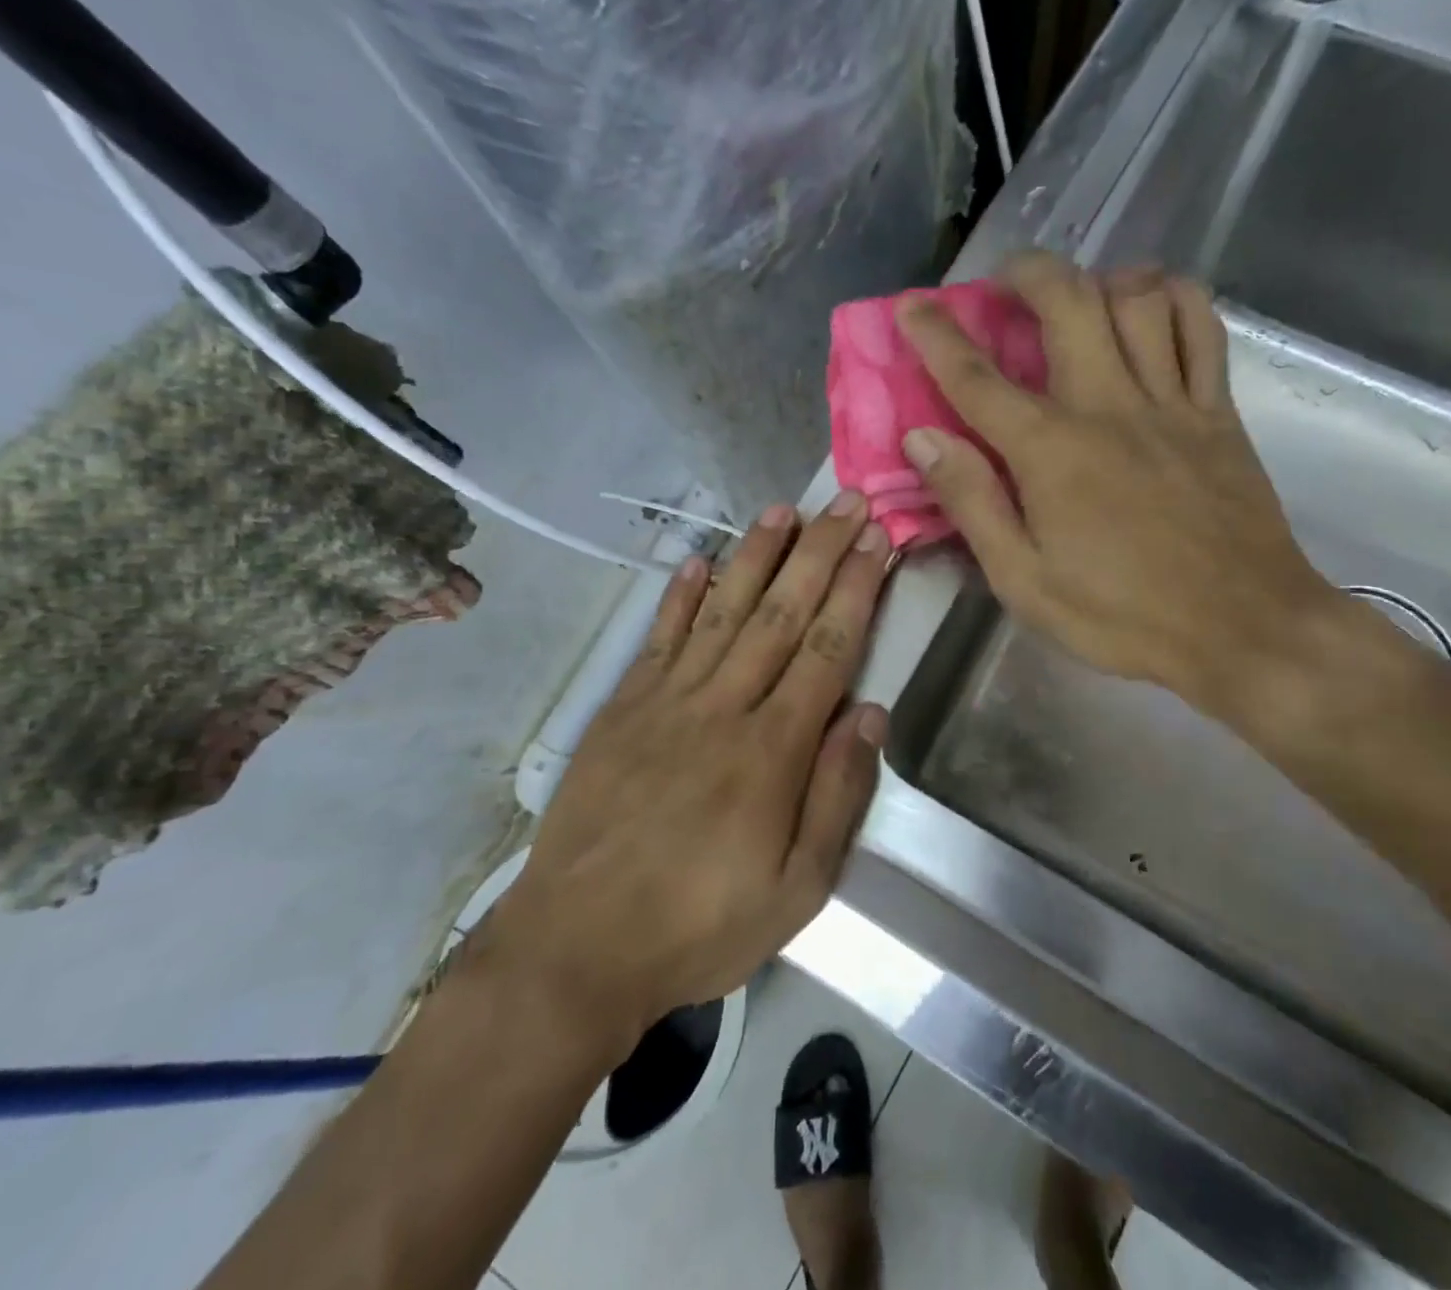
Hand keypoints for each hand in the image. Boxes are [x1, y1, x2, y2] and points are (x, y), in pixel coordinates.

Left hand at [488, 495, 891, 1042]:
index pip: (827, 649)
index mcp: (771, 751)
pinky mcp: (621, 710)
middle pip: (781, 614)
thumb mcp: (796, 890)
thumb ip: (837, 797)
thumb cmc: (699, 927)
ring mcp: (666, 702)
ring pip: (721, 611)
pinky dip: (679, 596)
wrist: (575, 949)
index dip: (856, 589)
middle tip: (846, 502)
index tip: (875, 541)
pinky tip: (698, 560)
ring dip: (756, 556)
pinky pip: (658, 639)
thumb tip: (869, 714)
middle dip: (819, 553)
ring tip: (783, 510)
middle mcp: (722, 708)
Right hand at [897, 252, 1336, 725]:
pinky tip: (1152, 305)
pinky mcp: (1219, 413)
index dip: (936, 335)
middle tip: (1003, 282)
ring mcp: (1173, 403)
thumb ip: (972, 503)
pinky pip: (1203, 328)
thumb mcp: (1025, 582)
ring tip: (1078, 293)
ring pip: (1139, 298)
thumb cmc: (1123, 616)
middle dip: (1026, 273)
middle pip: (1068, 302)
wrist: (1244, 629)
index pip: (978, 378)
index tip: (910, 305)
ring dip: (1099, 277)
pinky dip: (1174, 298)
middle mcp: (1109, 406)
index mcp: (1052, 452)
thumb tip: (922, 439)